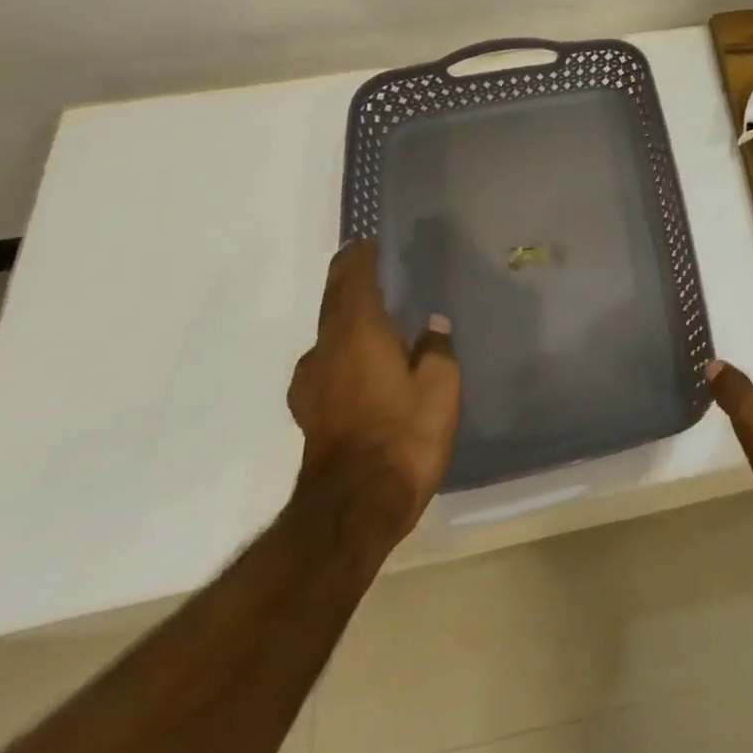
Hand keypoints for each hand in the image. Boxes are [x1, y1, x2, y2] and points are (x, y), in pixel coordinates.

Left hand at [287, 240, 460, 541]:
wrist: (354, 510)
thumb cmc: (404, 435)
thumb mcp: (440, 387)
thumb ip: (436, 350)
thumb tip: (432, 327)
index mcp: (358, 332)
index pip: (352, 279)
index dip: (358, 257)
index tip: (365, 241)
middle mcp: (327, 351)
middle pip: (333, 303)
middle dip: (348, 281)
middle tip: (367, 266)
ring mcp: (312, 385)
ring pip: (328, 336)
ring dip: (345, 319)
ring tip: (370, 316)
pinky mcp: (311, 414)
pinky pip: (328, 365)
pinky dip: (342, 352)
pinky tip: (361, 366)